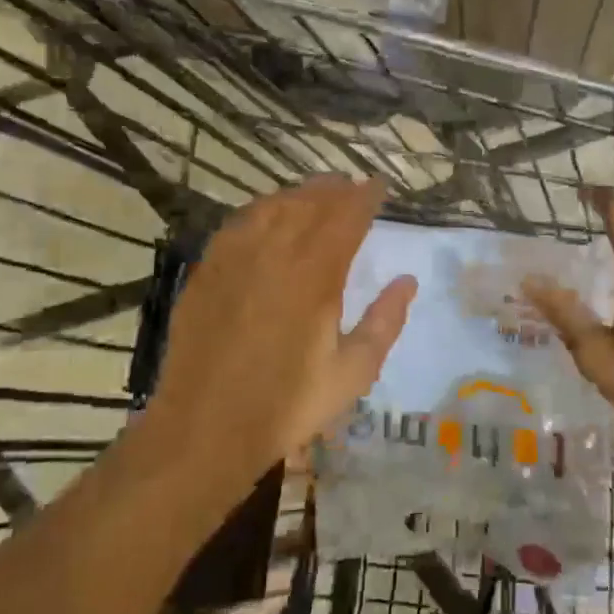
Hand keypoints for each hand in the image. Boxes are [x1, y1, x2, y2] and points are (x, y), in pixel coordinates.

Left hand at [147, 178, 415, 486]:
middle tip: (352, 185)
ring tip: (316, 194)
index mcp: (314, 275)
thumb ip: (384, 322)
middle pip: (308, 203)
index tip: (379, 185)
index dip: (365, 197)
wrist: (206, 428)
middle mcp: (274, 254)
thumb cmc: (287, 404)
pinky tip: (267, 217)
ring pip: (271, 207)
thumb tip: (407, 281)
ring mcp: (234, 258)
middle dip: (334, 189)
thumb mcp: (352, 373)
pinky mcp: (206, 271)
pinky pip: (239, 224)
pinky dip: (262, 211)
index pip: (346, 217)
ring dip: (298, 194)